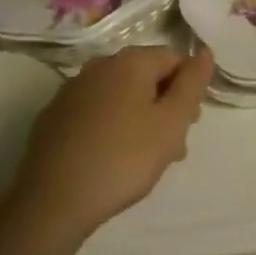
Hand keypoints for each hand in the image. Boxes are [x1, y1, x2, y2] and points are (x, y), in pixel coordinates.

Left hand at [7, 45, 214, 242]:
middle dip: (163, 105)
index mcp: (131, 60)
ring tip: (143, 159)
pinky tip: (109, 159)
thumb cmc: (122, 159)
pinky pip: (94, 112)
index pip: (174, 58)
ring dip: (138, 118)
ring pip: (120, 95)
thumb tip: (204, 52)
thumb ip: (192, 84)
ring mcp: (72, 89)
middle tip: (171, 147)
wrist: (51, 202)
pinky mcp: (53, 116)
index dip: (187, 89)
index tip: (189, 126)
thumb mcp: (171, 123)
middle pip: (146, 76)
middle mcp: (100, 64)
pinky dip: (109, 127)